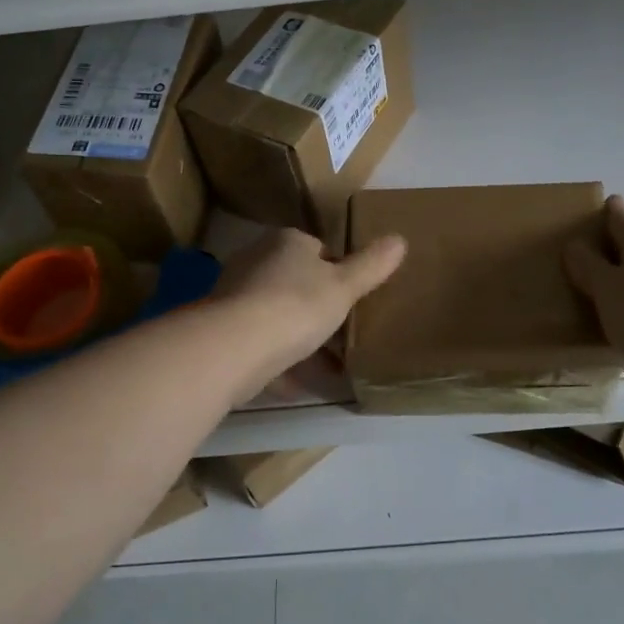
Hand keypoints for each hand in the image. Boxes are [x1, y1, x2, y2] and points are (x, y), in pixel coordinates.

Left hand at [212, 227, 406, 398]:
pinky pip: (259, 343)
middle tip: (342, 332)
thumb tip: (400, 239)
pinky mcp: (223, 330)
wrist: (234, 346)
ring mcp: (235, 295)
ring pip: (275, 313)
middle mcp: (256, 260)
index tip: (351, 298)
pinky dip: (277, 361)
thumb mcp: (344, 286)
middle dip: (315, 306)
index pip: (317, 248)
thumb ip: (371, 266)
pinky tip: (295, 384)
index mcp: (287, 242)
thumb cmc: (296, 306)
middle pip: (294, 281)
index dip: (336, 271)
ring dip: (296, 336)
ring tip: (324, 364)